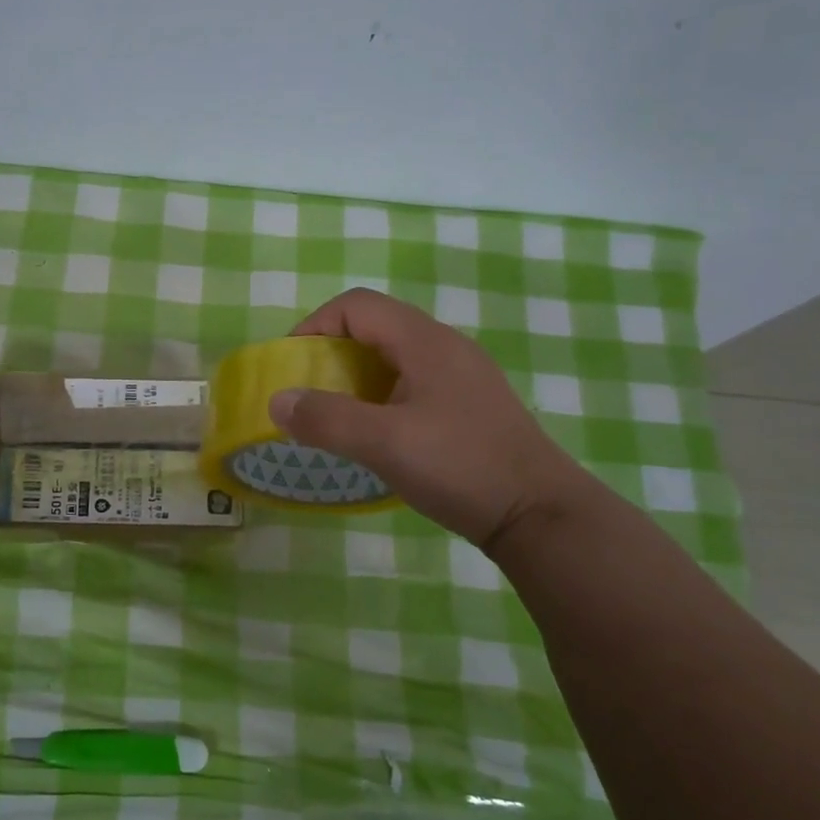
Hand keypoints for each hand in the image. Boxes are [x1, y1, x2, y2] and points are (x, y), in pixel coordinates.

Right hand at [269, 289, 587, 548]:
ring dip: (357, 374)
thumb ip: (327, 419)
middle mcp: (445, 346)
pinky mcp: (471, 403)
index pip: (357, 305)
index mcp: (425, 341)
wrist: (541, 514)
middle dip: (332, 350)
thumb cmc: (461, 467)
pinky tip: (380, 432)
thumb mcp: (385, 444)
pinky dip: (382, 393)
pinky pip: (414, 380)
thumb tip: (277, 400)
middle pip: (376, 325)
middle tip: (310, 390)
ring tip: (338, 413)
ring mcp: (463, 375)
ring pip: (396, 355)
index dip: (316, 325)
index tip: (292, 364)